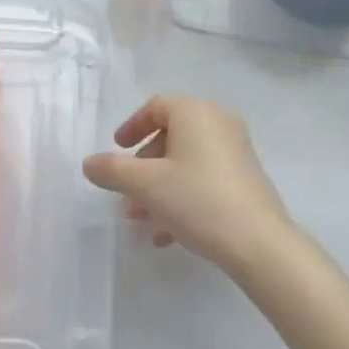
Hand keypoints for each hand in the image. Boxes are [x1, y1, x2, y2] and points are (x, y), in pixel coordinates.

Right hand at [82, 95, 292, 274]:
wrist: (259, 242)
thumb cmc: (197, 199)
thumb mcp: (146, 185)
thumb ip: (112, 170)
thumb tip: (88, 163)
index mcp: (195, 112)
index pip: (156, 106)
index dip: (132, 126)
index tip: (117, 150)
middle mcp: (218, 122)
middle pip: (171, 136)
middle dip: (143, 167)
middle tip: (126, 193)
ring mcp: (236, 150)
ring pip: (186, 162)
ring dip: (159, 187)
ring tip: (141, 220)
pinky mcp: (246, 178)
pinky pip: (204, 178)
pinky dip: (182, 196)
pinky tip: (168, 234)